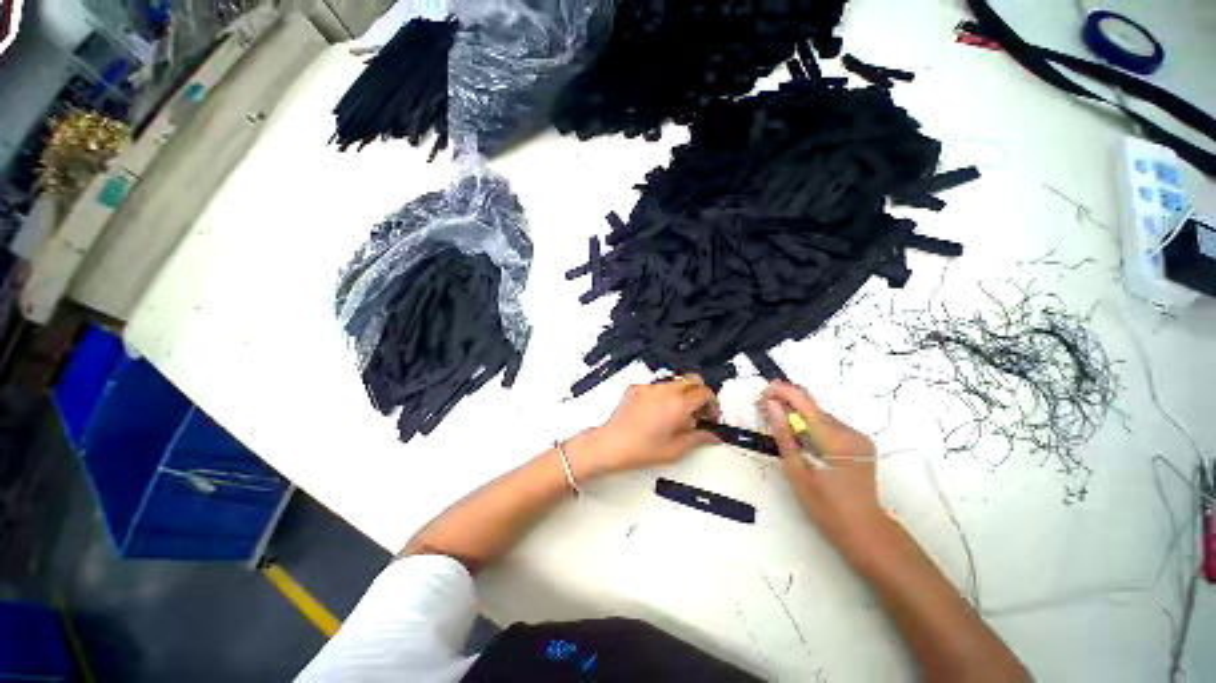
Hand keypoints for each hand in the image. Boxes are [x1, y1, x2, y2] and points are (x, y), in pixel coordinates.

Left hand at [572, 374, 720, 476]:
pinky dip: (663, 395)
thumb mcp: (675, 449)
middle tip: (698, 413)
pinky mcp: (636, 387)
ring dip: (682, 393)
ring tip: (676, 416)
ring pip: (674, 382)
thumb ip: (698, 438)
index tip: (711, 418)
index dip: (713, 404)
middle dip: (700, 393)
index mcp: (678, 404)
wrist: (611, 443)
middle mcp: (665, 390)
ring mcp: (649, 386)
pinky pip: (656, 386)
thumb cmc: (642, 449)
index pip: (705, 393)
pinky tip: (656, 413)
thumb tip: (713, 436)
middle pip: (692, 380)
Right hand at [760, 381, 885, 556]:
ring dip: (797, 417)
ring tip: (780, 430)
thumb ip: (783, 434)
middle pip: (812, 406)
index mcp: (835, 439)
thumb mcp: (796, 472)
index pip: (804, 400)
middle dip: (785, 404)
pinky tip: (801, 442)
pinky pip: (828, 425)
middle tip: (764, 415)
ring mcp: (858, 436)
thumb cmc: (826, 508)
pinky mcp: (860, 442)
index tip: (760, 397)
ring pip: (819, 415)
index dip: (780, 391)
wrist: (865, 532)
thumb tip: (769, 404)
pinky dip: (811, 427)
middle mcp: (850, 431)